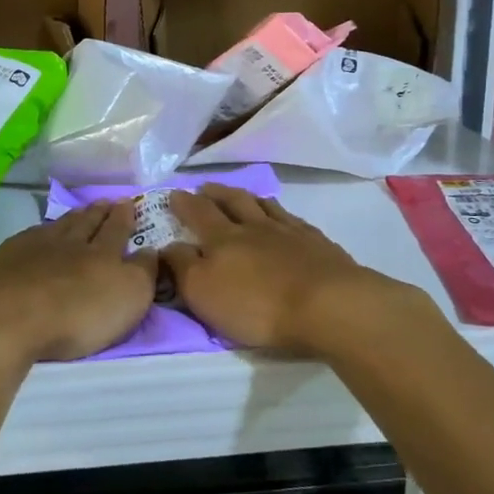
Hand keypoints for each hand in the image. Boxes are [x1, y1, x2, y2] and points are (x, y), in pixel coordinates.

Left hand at [0, 202, 157, 369]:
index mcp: (103, 253)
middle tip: (107, 201)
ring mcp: (36, 247)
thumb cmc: (77, 313)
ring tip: (80, 212)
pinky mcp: (7, 258)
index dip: (124, 217)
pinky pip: (32, 236)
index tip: (129, 203)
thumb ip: (143, 273)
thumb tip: (150, 250)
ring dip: (73, 218)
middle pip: (88, 223)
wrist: (9, 316)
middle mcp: (71, 243)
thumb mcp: (128, 298)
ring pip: (60, 226)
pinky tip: (40, 233)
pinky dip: (42, 231)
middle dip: (100, 212)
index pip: (117, 230)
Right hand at [165, 185, 397, 355]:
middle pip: (233, 202)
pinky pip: (295, 221)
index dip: (184, 203)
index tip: (174, 194)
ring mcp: (290, 233)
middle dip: (216, 193)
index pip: (198, 213)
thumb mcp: (203, 292)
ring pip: (265, 207)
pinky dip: (283, 216)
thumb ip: (181, 266)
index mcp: (222, 238)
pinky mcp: (319, 245)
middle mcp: (254, 227)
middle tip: (205, 187)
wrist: (328, 305)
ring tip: (243, 196)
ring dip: (250, 199)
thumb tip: (166, 245)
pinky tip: (285, 220)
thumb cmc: (256, 304)